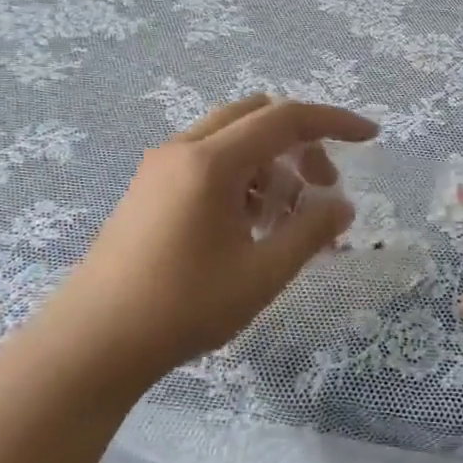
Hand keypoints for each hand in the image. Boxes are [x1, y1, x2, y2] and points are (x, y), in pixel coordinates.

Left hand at [29, 95, 376, 383]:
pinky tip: (250, 228)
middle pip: (258, 118)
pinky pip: (209, 163)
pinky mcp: (149, 190)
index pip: (286, 118)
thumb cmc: (183, 306)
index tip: (371, 136)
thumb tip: (344, 207)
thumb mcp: (262, 272)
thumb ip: (311, 232)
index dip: (334, 122)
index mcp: (211, 162)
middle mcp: (183, 150)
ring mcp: (160, 168)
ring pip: (233, 141)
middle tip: (324, 189)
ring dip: (272, 166)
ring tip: (287, 222)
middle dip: (301, 144)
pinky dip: (243, 179)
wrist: (91, 344)